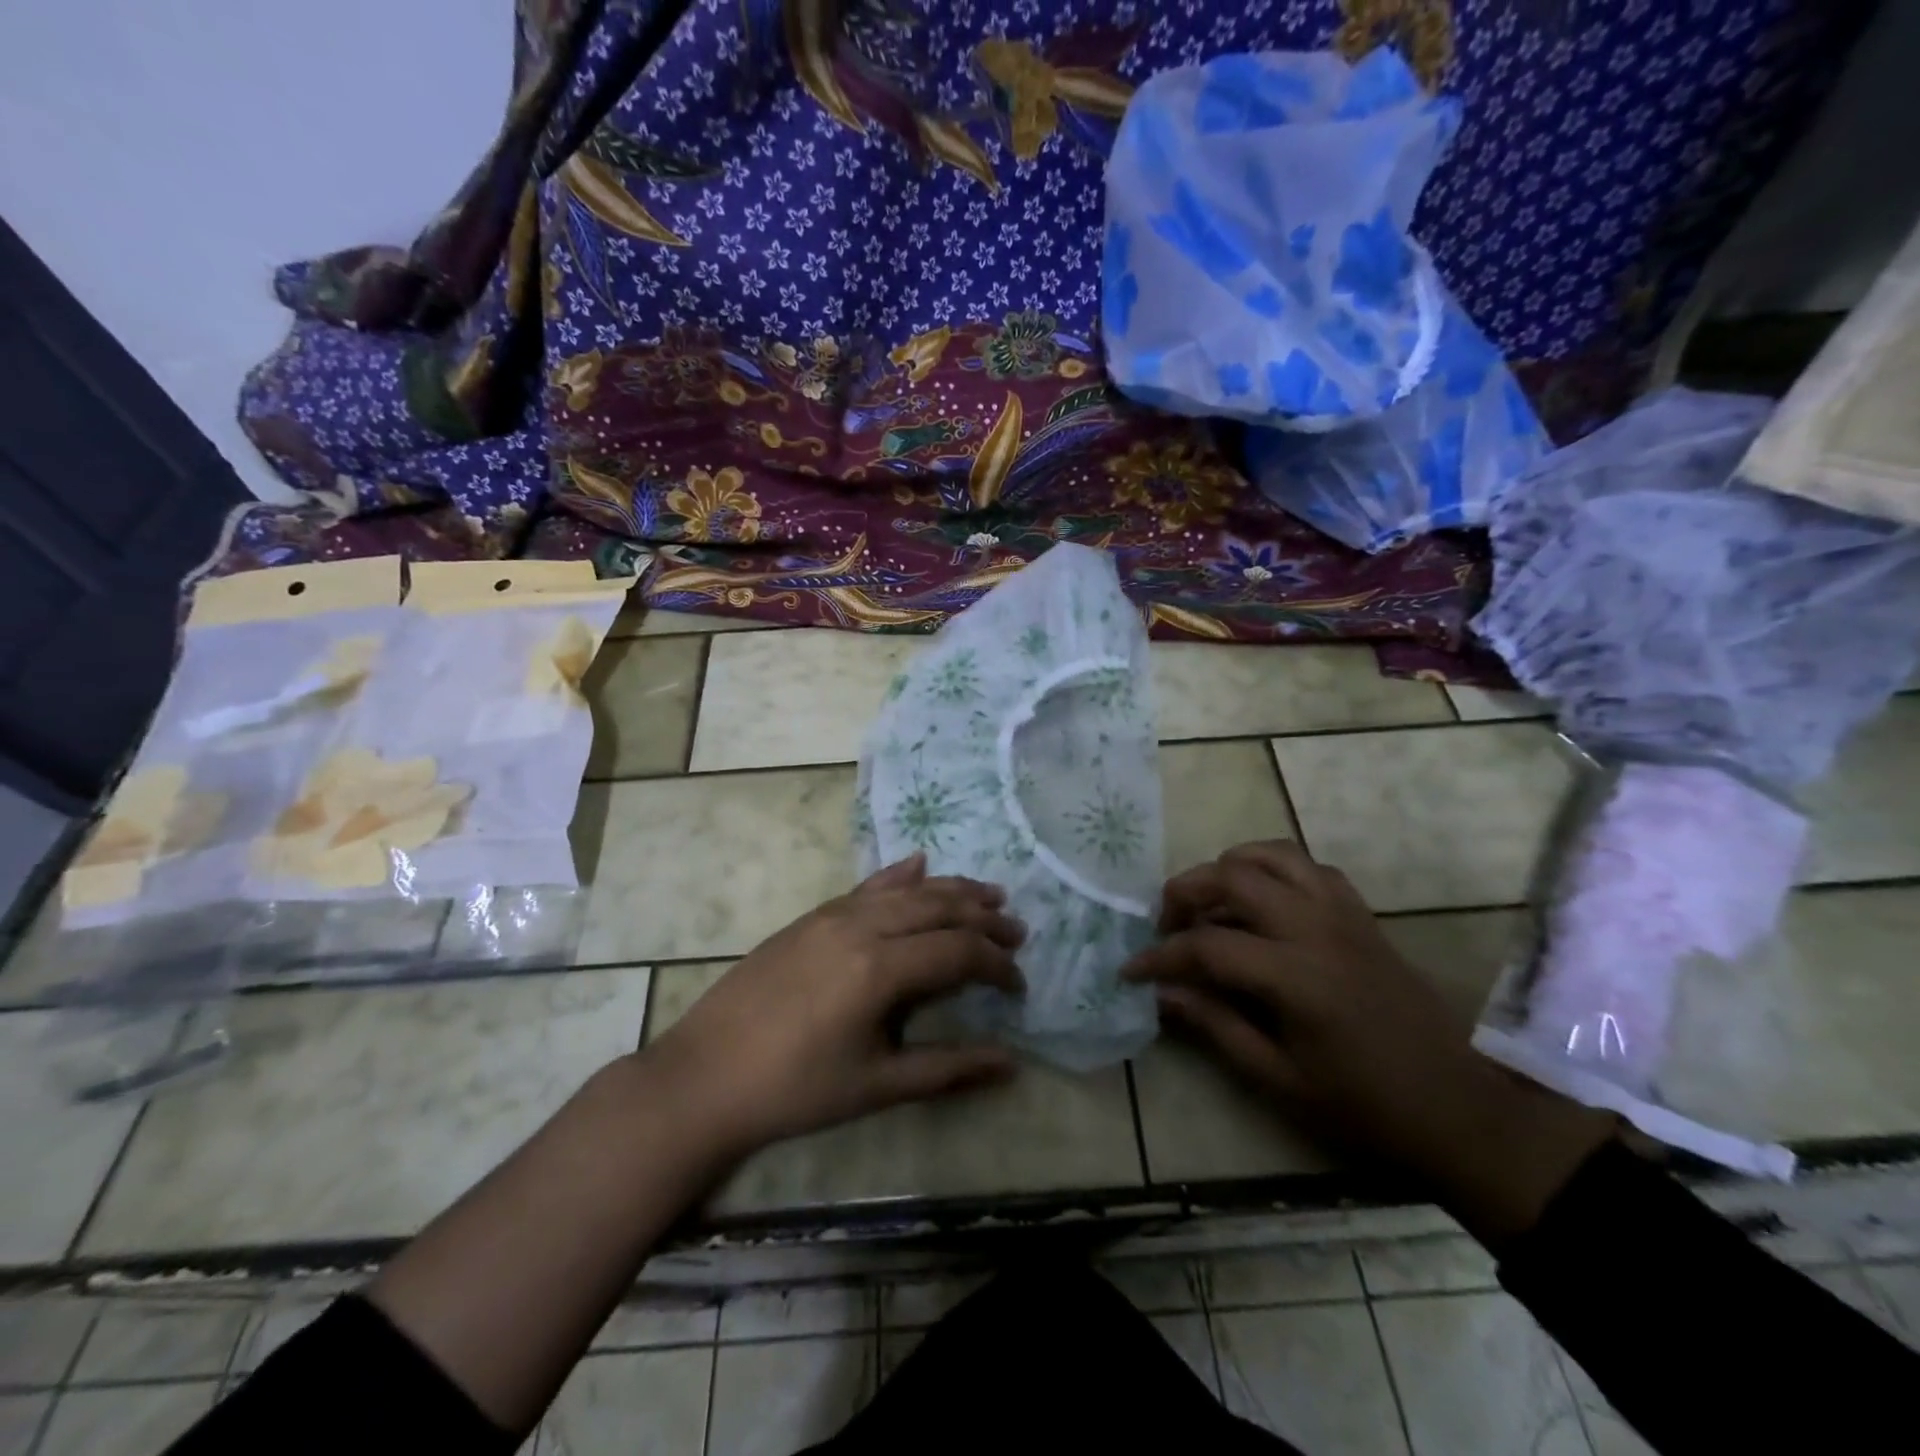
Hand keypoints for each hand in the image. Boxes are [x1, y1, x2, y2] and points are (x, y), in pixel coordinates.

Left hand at [644, 853, 1025, 1159]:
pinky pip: (868, 886)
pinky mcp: (811, 916)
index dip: (997, 965)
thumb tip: (1011, 1062)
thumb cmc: (795, 1090)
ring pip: (907, 890)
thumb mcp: (877, 1086)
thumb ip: (948, 1069)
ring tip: (988, 894)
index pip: (958, 951)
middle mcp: (862, 926)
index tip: (1018, 984)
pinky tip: (920, 864)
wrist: (705, 1076)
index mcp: (880, 968)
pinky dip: (900, 876)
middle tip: (1016, 931)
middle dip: (984, 918)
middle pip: (939, 908)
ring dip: (952, 891)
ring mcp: (833, 915)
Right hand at [1124, 841, 1612, 1241]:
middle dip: (1185, 892)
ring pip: (1272, 855)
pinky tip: (1262, 903)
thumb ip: (1216, 1028)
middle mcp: (1317, 929)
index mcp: (1297, 977)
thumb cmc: (1367, 1107)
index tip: (1130, 971)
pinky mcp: (1362, 915)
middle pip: (1233, 876)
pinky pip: (1310, 867)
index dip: (1160, 957)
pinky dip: (1274, 870)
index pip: (1207, 946)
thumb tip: (1163, 994)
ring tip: (1209, 902)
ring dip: (1229, 868)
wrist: (1462, 1109)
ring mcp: (1344, 915)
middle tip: (1167, 926)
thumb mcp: (1281, 1081)